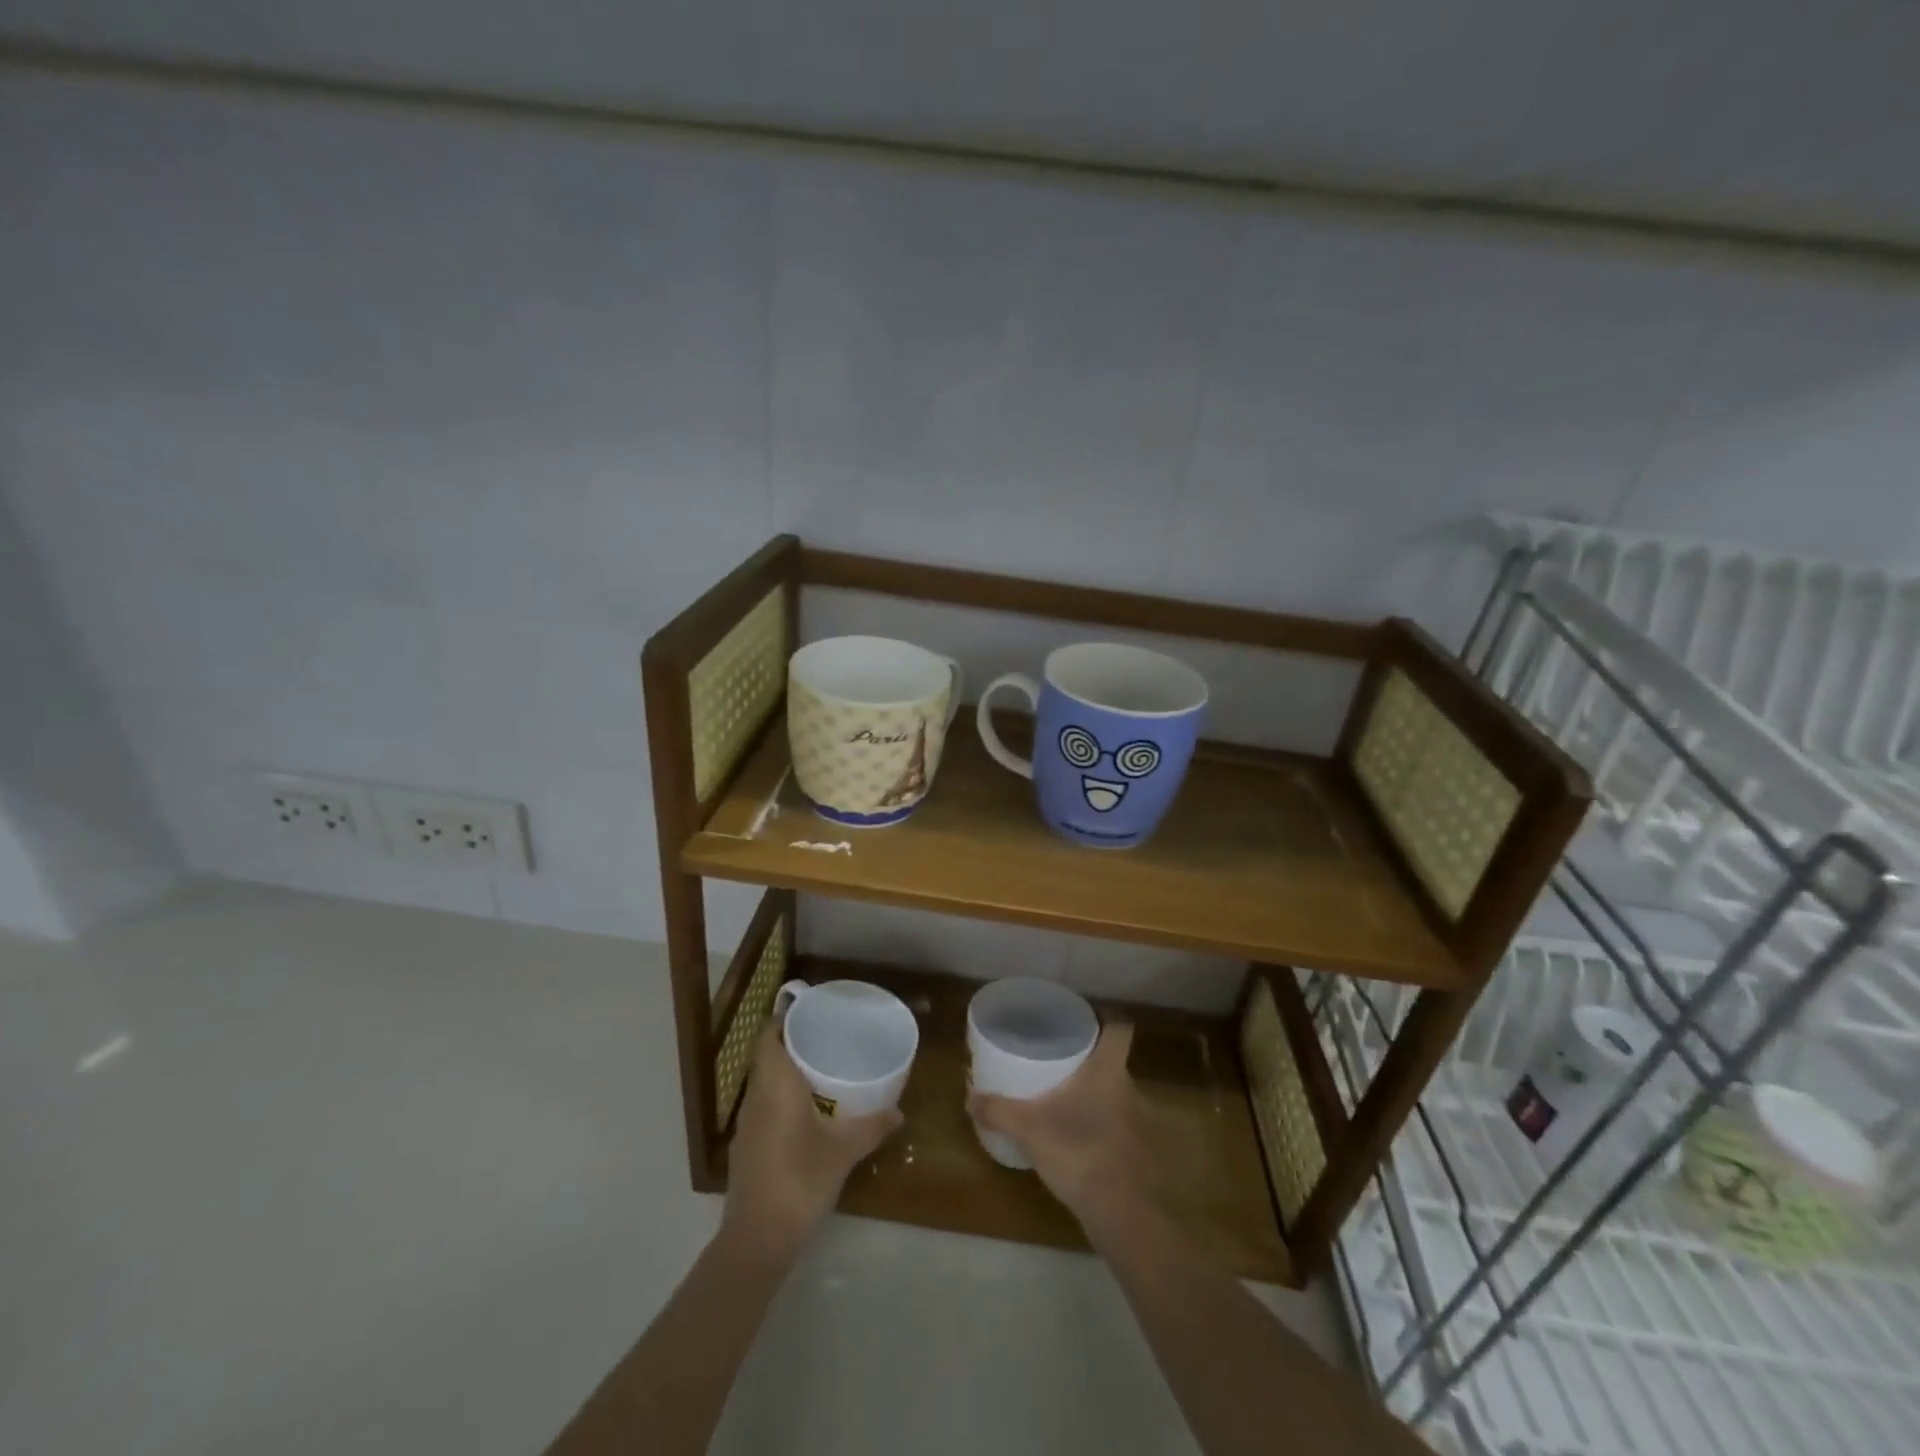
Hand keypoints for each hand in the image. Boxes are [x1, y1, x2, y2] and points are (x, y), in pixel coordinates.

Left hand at [722, 1022, 902, 1259]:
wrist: (758, 1238)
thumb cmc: (800, 1180)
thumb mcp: (843, 1152)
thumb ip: (872, 1127)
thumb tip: (900, 1112)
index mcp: (775, 1086)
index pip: (768, 1037)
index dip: (784, 1021)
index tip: (811, 1014)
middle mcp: (756, 1097)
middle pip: (767, 1057)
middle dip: (792, 1044)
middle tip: (826, 1039)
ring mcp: (746, 1124)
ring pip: (764, 1083)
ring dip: (786, 1073)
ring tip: (821, 1069)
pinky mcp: (746, 1148)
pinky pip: (763, 1107)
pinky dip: (781, 1098)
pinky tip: (806, 1112)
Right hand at [966, 1023, 1150, 1223]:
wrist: (1123, 1215)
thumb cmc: (1080, 1152)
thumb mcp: (1029, 1129)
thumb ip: (998, 1110)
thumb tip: (968, 1097)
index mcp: (1108, 1071)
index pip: (1120, 1029)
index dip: (1107, 1021)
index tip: (1086, 1024)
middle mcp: (1130, 1089)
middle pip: (1113, 1064)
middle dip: (1090, 1065)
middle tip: (1060, 1067)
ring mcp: (1140, 1123)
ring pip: (1117, 1097)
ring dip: (1098, 1100)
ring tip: (1067, 1106)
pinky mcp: (1140, 1155)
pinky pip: (1120, 1129)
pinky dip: (1104, 1131)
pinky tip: (1081, 1143)